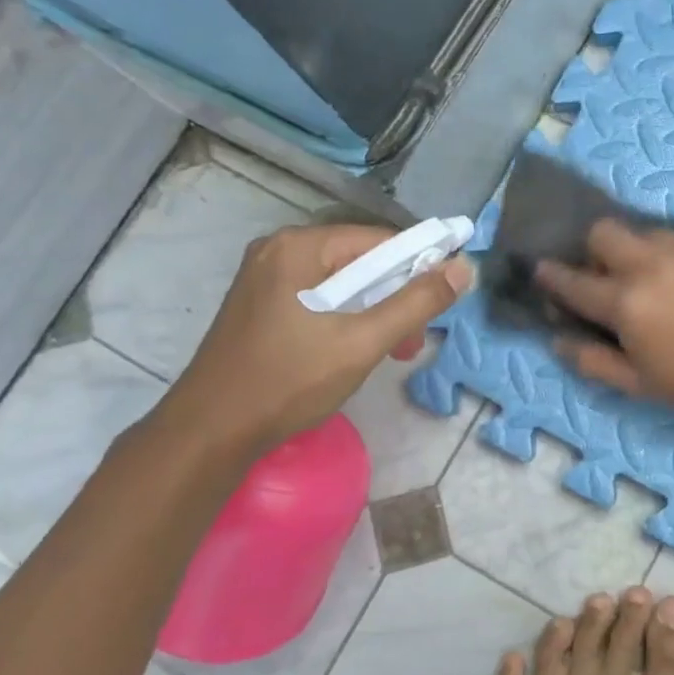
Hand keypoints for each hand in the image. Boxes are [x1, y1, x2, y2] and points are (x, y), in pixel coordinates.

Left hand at [154, 224, 473, 461]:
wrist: (210, 433)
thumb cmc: (288, 381)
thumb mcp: (363, 342)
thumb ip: (417, 303)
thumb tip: (464, 268)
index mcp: (299, 246)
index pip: (380, 241)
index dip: (419, 268)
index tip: (439, 307)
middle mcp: (279, 250)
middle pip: (360, 261)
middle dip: (395, 299)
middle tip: (411, 344)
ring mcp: (264, 277)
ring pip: (341, 283)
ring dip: (373, 313)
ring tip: (388, 353)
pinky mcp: (260, 304)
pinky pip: (318, 298)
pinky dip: (345, 319)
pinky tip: (352, 351)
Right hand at [535, 218, 673, 422]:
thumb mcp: (640, 384)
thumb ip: (593, 360)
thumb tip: (558, 340)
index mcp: (625, 302)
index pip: (573, 282)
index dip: (550, 276)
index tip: (540, 270)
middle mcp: (649, 264)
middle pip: (603, 232)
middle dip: (593, 250)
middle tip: (605, 277)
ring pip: (642, 231)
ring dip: (634, 251)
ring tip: (650, 279)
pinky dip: (670, 256)